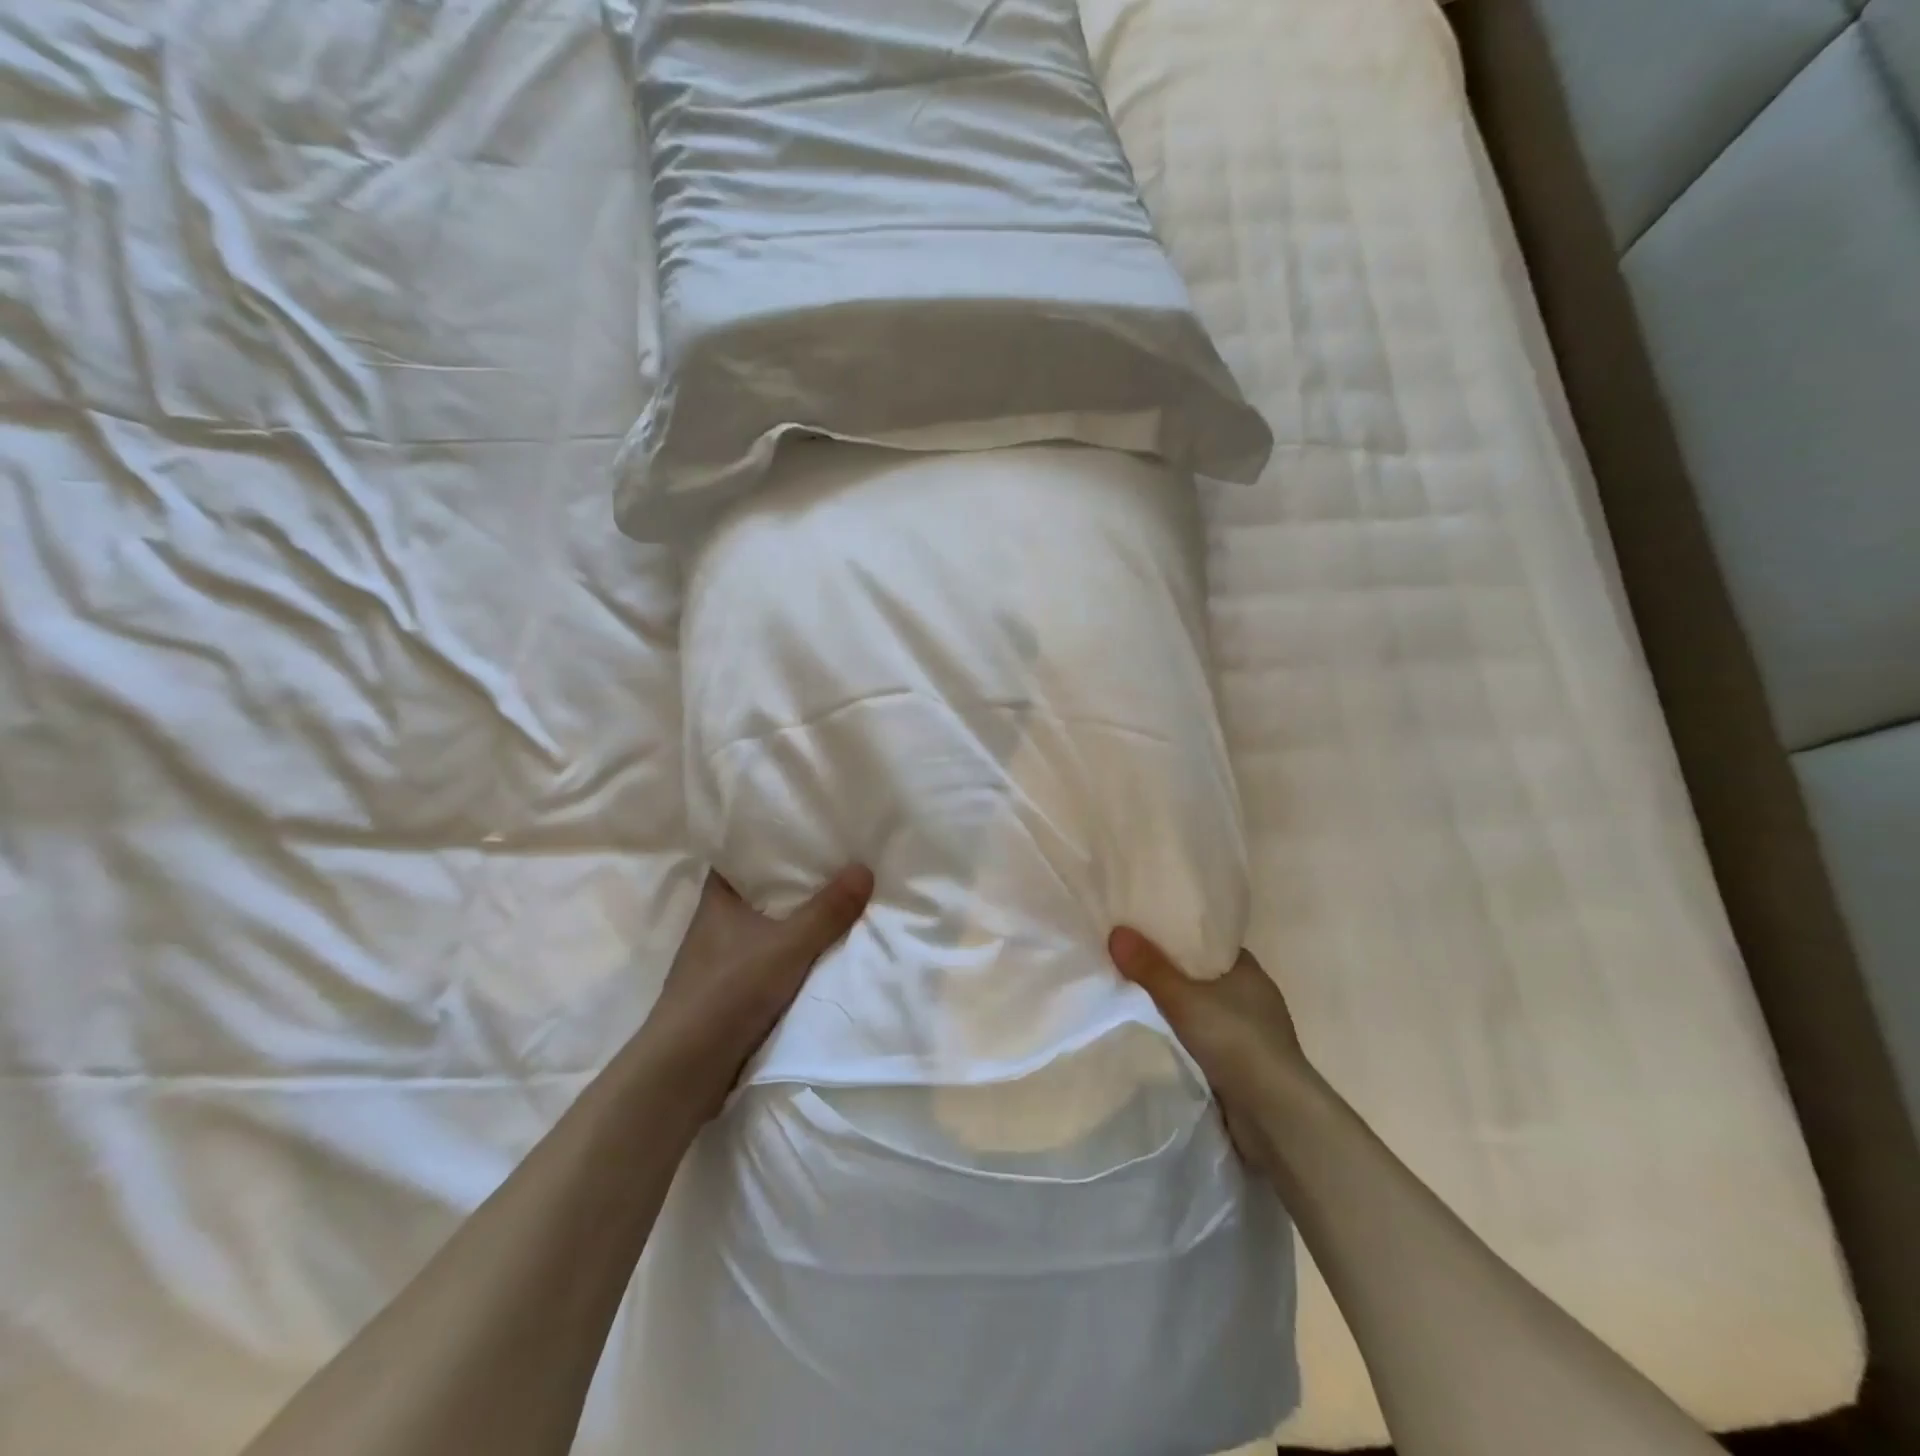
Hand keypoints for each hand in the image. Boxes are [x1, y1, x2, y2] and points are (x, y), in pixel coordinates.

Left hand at [645, 866, 873, 1121]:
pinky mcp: (728, 991)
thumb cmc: (728, 992)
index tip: (806, 830)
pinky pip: (767, 958)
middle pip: (758, 890)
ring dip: (793, 919)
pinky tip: (818, 951)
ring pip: (764, 926)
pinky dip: (789, 952)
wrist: (685, 1070)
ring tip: (837, 901)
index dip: (770, 842)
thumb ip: (827, 911)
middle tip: (836, 862)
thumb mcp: (788, 946)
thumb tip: (865, 868)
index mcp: (717, 899)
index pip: (741, 855)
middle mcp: (715, 923)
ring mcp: (719, 959)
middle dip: (793, 881)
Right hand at [1107, 929, 1305, 1175]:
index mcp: (1249, 970)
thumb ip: (1149, 968)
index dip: (1181, 935)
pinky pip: (1210, 1038)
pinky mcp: (1247, 1064)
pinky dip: (1189, 1035)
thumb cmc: (1236, 1041)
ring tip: (1140, 998)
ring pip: (1208, 1008)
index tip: (1148, 933)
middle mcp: (1255, 996)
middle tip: (1134, 962)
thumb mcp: (1184, 999)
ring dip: (1182, 1007)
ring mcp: (1254, 1032)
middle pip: (1206, 974)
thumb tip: (1116, 932)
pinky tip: (1165, 1036)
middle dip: (1174, 971)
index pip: (1211, 942)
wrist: (1275, 1115)